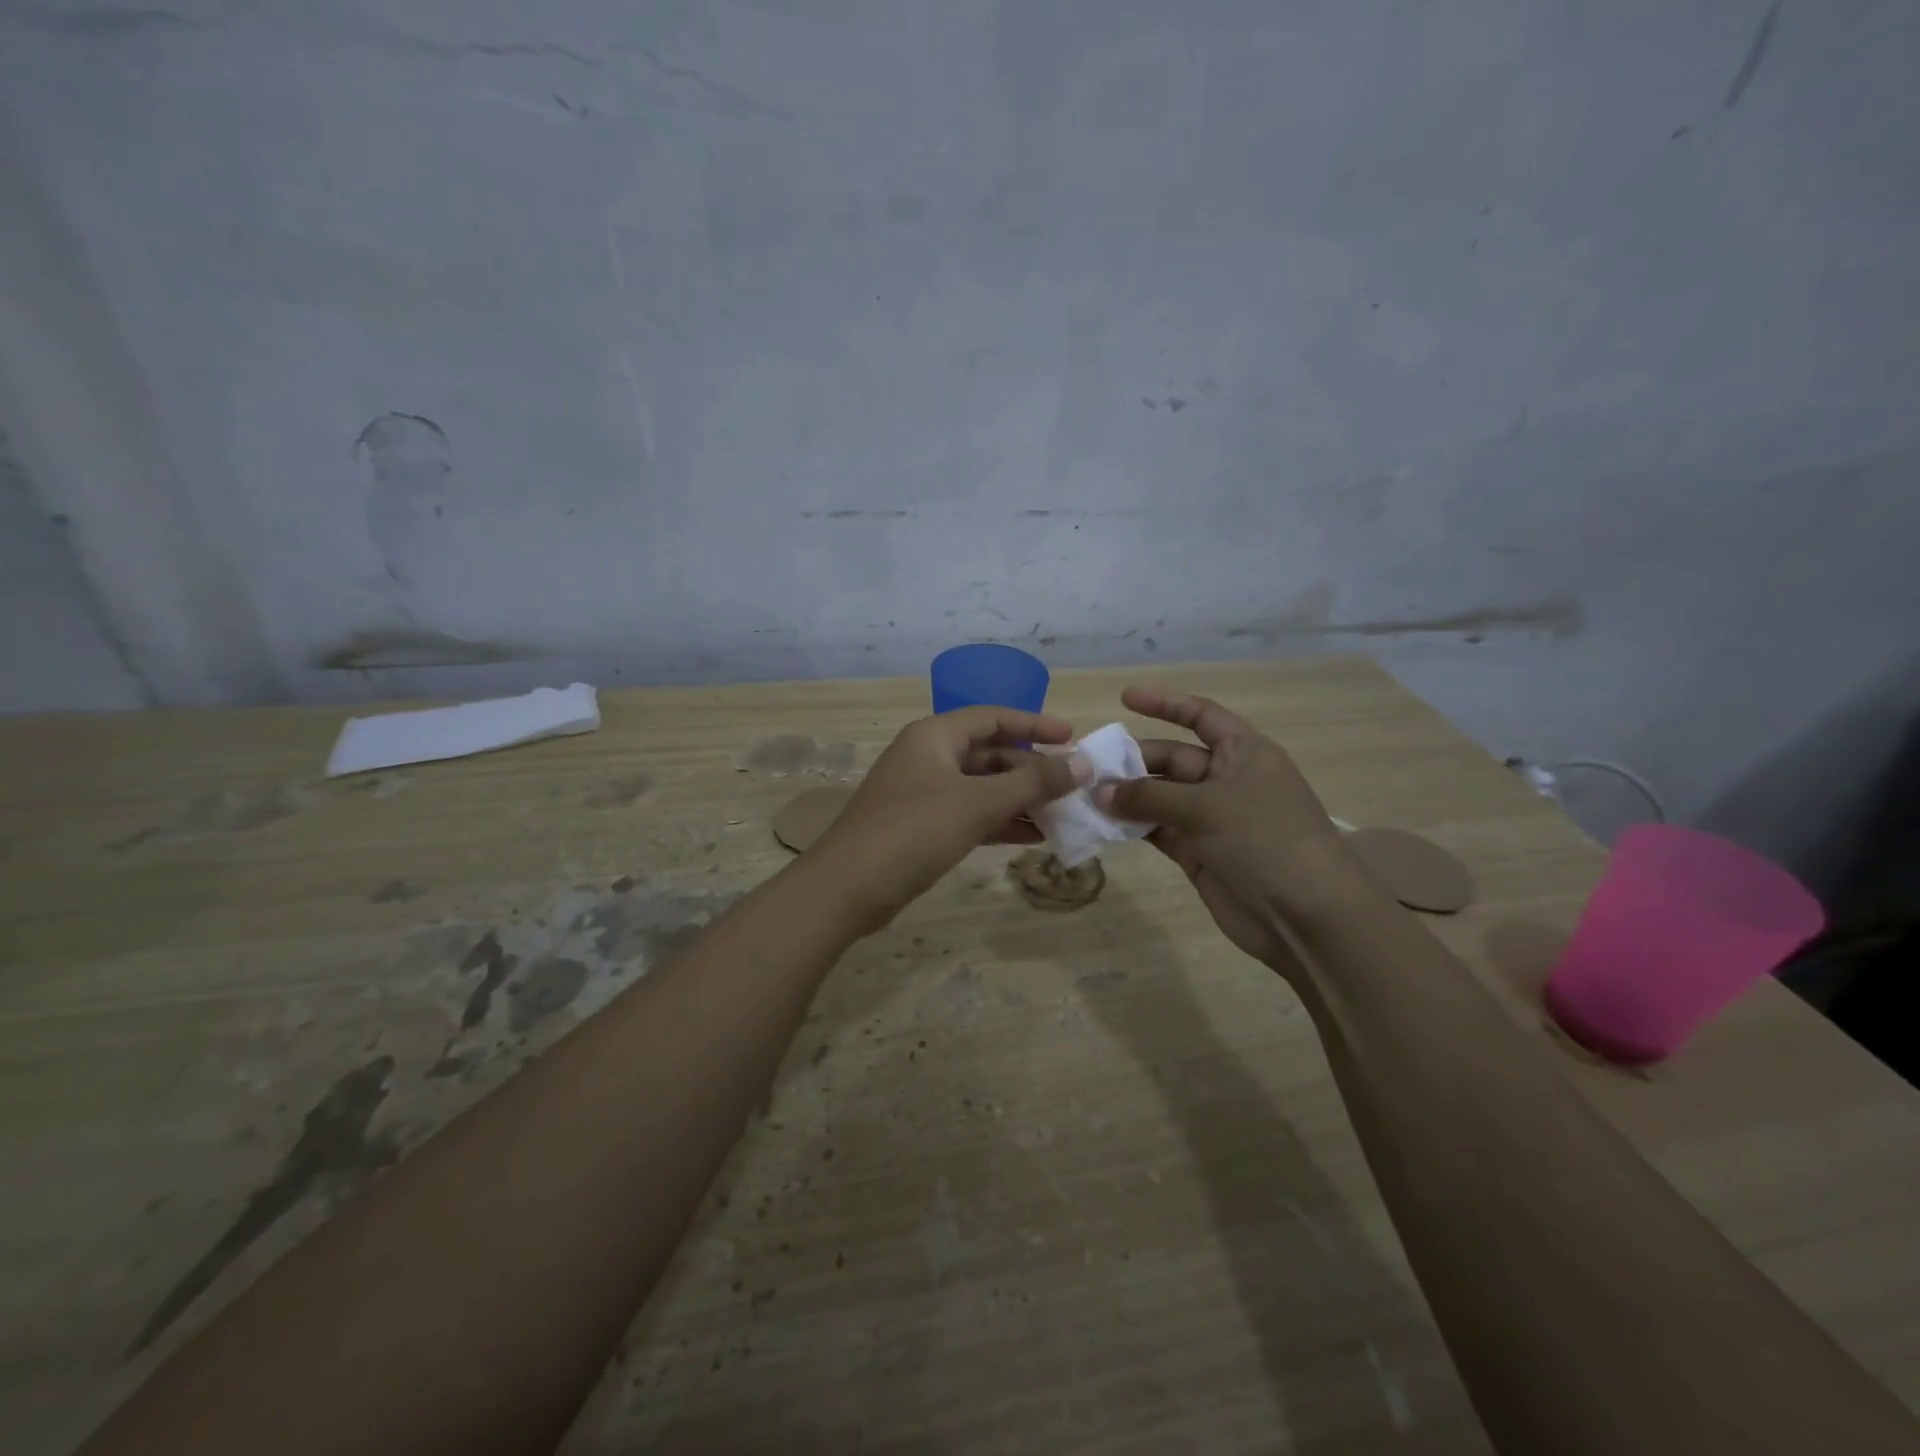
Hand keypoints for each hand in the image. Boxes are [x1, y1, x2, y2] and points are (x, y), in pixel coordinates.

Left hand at [811, 707, 1079, 931]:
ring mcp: (924, 793)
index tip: (1074, 737)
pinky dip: (1001, 822)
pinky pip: (971, 814)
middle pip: (990, 753)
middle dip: (1032, 769)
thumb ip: (1032, 783)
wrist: (849, 888)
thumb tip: (1082, 764)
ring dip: (1021, 799)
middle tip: (1074, 786)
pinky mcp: (923, 827)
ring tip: (1064, 814)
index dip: (1035, 724)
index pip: (993, 717)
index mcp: (935, 735)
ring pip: (982, 787)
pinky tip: (1035, 836)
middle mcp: (929, 757)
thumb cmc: (915, 830)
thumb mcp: (978, 803)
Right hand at [1097, 686, 1358, 974]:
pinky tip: (1103, 824)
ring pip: (1161, 797)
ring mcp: (1212, 819)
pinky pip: (1159, 830)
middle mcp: (1227, 780)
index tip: (1124, 698)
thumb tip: (1099, 791)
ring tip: (1086, 796)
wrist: (1306, 917)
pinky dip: (1134, 827)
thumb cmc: (1265, 840)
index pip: (1201, 716)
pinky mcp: (1199, 853)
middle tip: (1089, 767)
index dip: (1165, 704)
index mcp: (1244, 753)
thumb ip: (1149, 796)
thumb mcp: (1207, 807)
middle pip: (1173, 758)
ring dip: (1128, 797)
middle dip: (1134, 760)